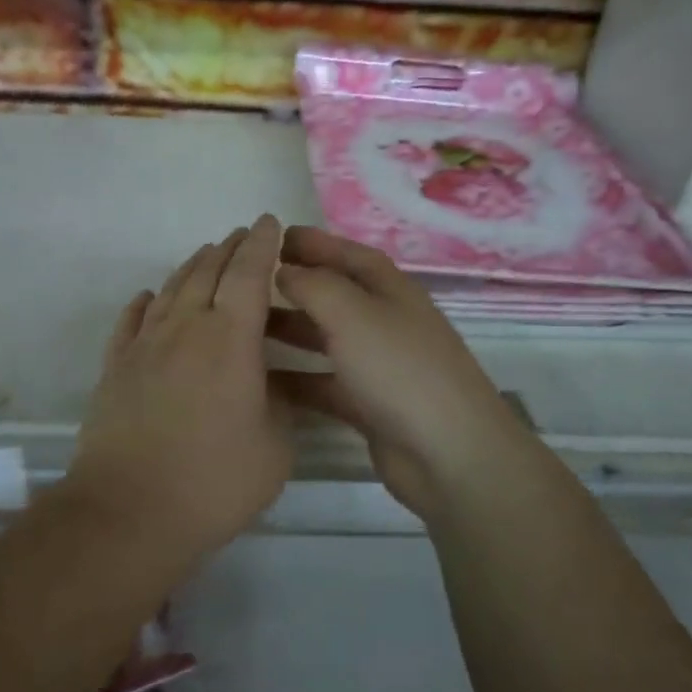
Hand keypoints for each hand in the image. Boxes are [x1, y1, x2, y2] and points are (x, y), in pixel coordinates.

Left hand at [64, 215, 291, 557]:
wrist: (128, 512)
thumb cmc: (213, 481)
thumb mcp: (275, 447)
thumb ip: (280, 405)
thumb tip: (270, 385)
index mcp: (231, 339)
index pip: (249, 275)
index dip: (262, 245)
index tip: (269, 223)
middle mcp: (186, 328)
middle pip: (208, 271)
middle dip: (230, 248)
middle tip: (244, 234)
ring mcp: (145, 346)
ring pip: (170, 290)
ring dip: (192, 267)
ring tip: (206, 255)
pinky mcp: (115, 368)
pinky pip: (131, 321)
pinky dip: (144, 303)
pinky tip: (148, 298)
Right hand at [271, 226, 530, 520]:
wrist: (448, 454)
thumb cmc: (399, 368)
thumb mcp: (353, 313)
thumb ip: (313, 285)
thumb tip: (283, 269)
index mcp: (390, 290)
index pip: (348, 254)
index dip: (313, 243)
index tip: (270, 238)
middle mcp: (385, 321)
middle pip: (335, 294)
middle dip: (295, 284)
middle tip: (247, 283)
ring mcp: (379, 365)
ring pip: (325, 338)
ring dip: (289, 330)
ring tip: (243, 327)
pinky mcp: (369, 405)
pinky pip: (323, 383)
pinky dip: (295, 379)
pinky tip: (259, 380)